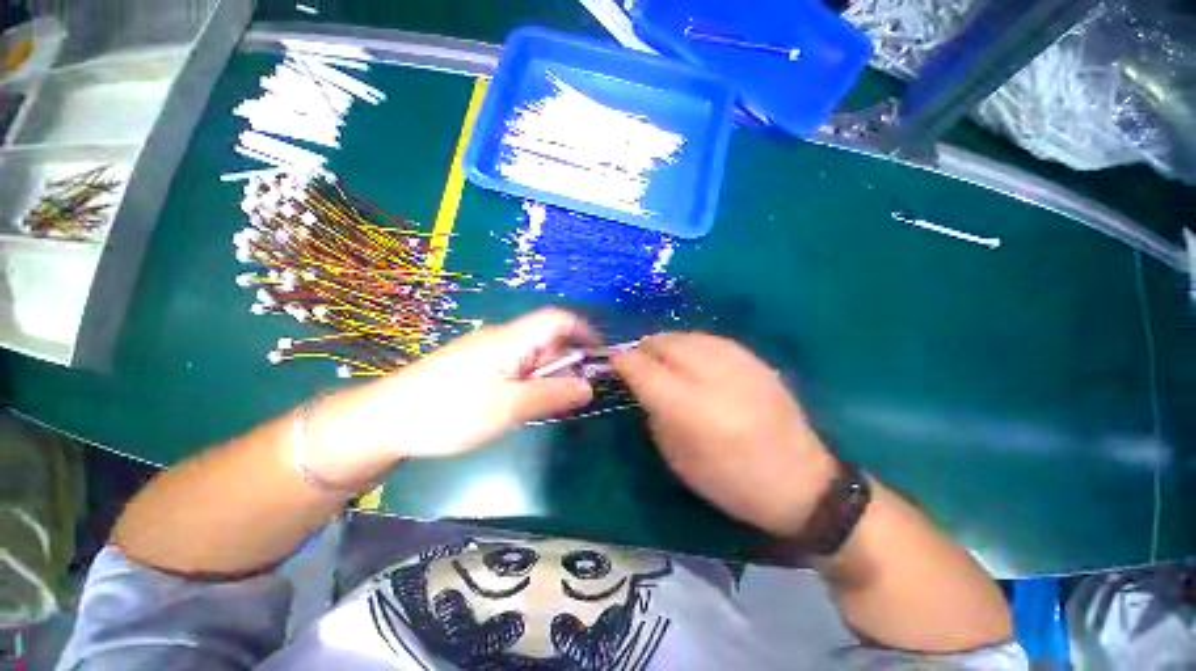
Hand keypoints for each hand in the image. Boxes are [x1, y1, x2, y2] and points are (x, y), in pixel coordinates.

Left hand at [306, 309, 596, 483]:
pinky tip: (526, 403)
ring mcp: (487, 352)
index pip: (557, 319)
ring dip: (549, 375)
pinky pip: (515, 367)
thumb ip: (551, 395)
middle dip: (569, 361)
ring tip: (554, 404)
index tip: (600, 355)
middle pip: (547, 339)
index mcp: (511, 339)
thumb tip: (589, 387)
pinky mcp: (476, 366)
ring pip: (532, 356)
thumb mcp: (507, 409)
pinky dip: (531, 381)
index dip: (583, 330)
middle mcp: (502, 339)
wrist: (384, 420)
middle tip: (577, 393)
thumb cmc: (448, 412)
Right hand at [612, 333, 837, 536]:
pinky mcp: (756, 361)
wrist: (802, 483)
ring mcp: (739, 364)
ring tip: (660, 356)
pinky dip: (692, 344)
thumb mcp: (679, 459)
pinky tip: (691, 356)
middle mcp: (713, 378)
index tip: (614, 361)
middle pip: (666, 344)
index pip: (645, 370)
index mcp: (691, 410)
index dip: (624, 361)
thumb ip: (655, 415)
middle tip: (637, 360)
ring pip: (688, 336)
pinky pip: (712, 339)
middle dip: (644, 348)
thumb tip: (642, 386)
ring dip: (666, 343)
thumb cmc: (732, 482)